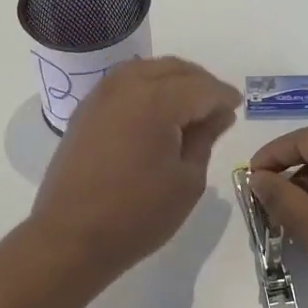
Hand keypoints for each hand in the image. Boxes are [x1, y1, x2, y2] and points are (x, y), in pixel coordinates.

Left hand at [29, 57, 240, 282]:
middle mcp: (127, 85)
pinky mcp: (86, 109)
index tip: (237, 108)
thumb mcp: (187, 180)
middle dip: (200, 83)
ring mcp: (101, 94)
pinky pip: (124, 83)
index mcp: (157, 100)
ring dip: (173, 80)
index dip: (224, 97)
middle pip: (174, 69)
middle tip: (217, 107)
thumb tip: (218, 114)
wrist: (71, 237)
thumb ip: (205, 138)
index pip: (202, 88)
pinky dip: (146, 87)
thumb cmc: (138, 214)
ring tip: (189, 107)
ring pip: (147, 69)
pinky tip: (156, 111)